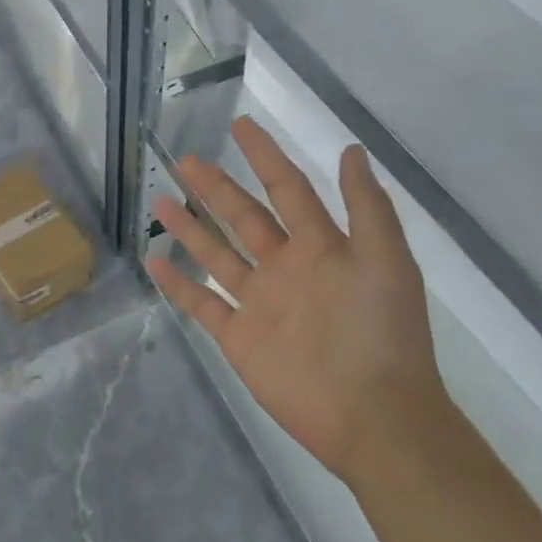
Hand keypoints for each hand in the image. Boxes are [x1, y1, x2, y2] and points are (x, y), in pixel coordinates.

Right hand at [148, 118, 444, 486]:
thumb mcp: (386, 262)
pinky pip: (202, 304)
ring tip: (160, 200)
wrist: (373, 416)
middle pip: (243, 218)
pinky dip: (178, 284)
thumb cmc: (382, 335)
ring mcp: (259, 302)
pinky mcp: (239, 337)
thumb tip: (350, 151)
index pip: (287, 189)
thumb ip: (367, 208)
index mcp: (321, 247)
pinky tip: (154, 262)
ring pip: (217, 255)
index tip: (241, 125)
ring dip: (190, 228)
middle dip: (216, 188)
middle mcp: (286, 267)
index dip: (266, 156)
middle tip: (187, 161)